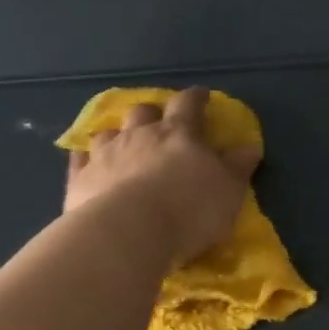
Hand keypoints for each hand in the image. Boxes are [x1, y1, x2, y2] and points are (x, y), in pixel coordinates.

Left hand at [65, 88, 260, 260]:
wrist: (129, 232)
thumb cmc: (189, 209)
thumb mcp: (228, 191)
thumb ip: (237, 168)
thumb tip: (249, 147)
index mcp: (179, 133)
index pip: (188, 104)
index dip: (196, 98)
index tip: (201, 96)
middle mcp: (139, 135)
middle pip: (143, 112)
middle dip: (152, 114)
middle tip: (159, 125)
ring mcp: (105, 154)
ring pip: (108, 132)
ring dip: (117, 135)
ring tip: (122, 145)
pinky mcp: (80, 179)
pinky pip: (79, 159)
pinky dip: (85, 158)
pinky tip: (87, 162)